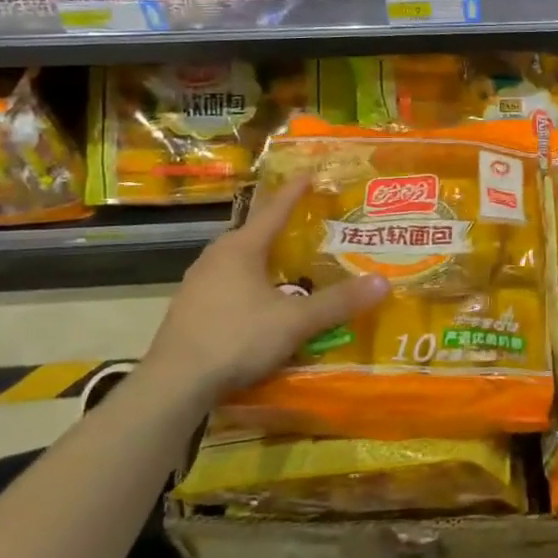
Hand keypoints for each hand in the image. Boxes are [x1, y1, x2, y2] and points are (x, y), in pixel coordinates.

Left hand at [144, 177, 388, 401]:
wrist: (174, 384)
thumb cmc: (236, 338)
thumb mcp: (295, 321)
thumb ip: (338, 302)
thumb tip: (384, 282)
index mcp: (241, 248)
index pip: (275, 210)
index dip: (295, 192)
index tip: (309, 173)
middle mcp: (216, 257)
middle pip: (254, 233)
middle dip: (280, 226)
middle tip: (306, 222)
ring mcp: (197, 283)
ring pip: (238, 260)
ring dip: (262, 257)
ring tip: (286, 262)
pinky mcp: (189, 309)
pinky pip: (226, 283)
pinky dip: (248, 282)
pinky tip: (259, 300)